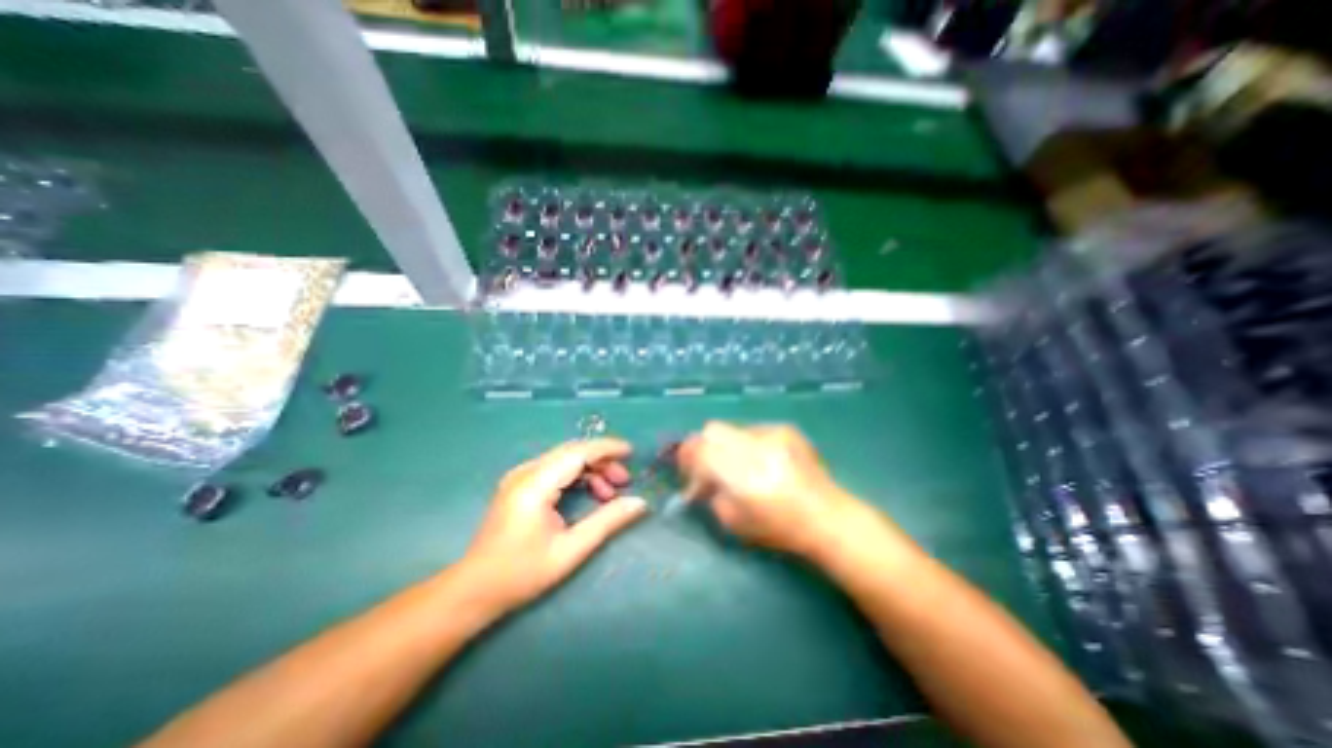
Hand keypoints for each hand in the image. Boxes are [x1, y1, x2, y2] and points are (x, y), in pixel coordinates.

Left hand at [465, 440, 649, 612]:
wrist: (473, 590)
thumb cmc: (521, 573)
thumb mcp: (570, 550)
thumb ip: (607, 521)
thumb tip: (639, 503)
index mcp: (535, 484)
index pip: (578, 452)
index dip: (607, 448)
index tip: (632, 452)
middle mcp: (526, 471)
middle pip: (572, 451)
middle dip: (602, 460)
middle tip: (624, 481)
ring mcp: (520, 476)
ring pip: (565, 458)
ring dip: (591, 468)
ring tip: (610, 492)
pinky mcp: (520, 483)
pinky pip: (555, 468)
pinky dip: (576, 475)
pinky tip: (589, 493)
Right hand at [677, 425, 864, 557]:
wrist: (827, 517)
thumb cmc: (779, 528)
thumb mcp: (734, 521)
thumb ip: (711, 495)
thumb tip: (699, 481)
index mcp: (740, 473)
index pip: (700, 449)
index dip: (688, 457)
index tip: (690, 472)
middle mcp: (754, 446)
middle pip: (712, 430)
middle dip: (705, 446)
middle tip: (709, 465)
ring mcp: (772, 434)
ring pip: (733, 429)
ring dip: (728, 445)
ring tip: (741, 465)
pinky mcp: (786, 429)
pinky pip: (754, 430)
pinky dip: (749, 444)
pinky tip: (764, 462)